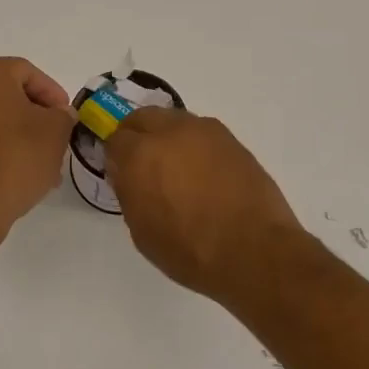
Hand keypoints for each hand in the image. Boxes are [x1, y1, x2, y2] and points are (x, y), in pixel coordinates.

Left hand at [0, 57, 74, 228]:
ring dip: (22, 134)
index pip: (27, 72)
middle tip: (58, 135)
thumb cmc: (18, 156)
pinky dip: (3, 147)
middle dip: (38, 115)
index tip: (66, 116)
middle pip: (10, 94)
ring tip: (45, 160)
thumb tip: (59, 114)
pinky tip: (23, 171)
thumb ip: (63, 115)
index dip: (53, 92)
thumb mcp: (56, 131)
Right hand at [105, 107, 313, 303]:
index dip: (116, 158)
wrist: (253, 250)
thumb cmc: (189, 250)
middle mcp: (170, 132)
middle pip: (143, 118)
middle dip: (138, 136)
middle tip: (144, 165)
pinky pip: (202, 133)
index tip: (122, 175)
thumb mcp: (142, 231)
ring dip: (168, 138)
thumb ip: (130, 193)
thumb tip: (129, 176)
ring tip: (178, 169)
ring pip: (174, 121)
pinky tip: (203, 173)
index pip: (115, 140)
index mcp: (140, 155)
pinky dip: (195, 146)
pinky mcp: (231, 139)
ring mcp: (204, 131)